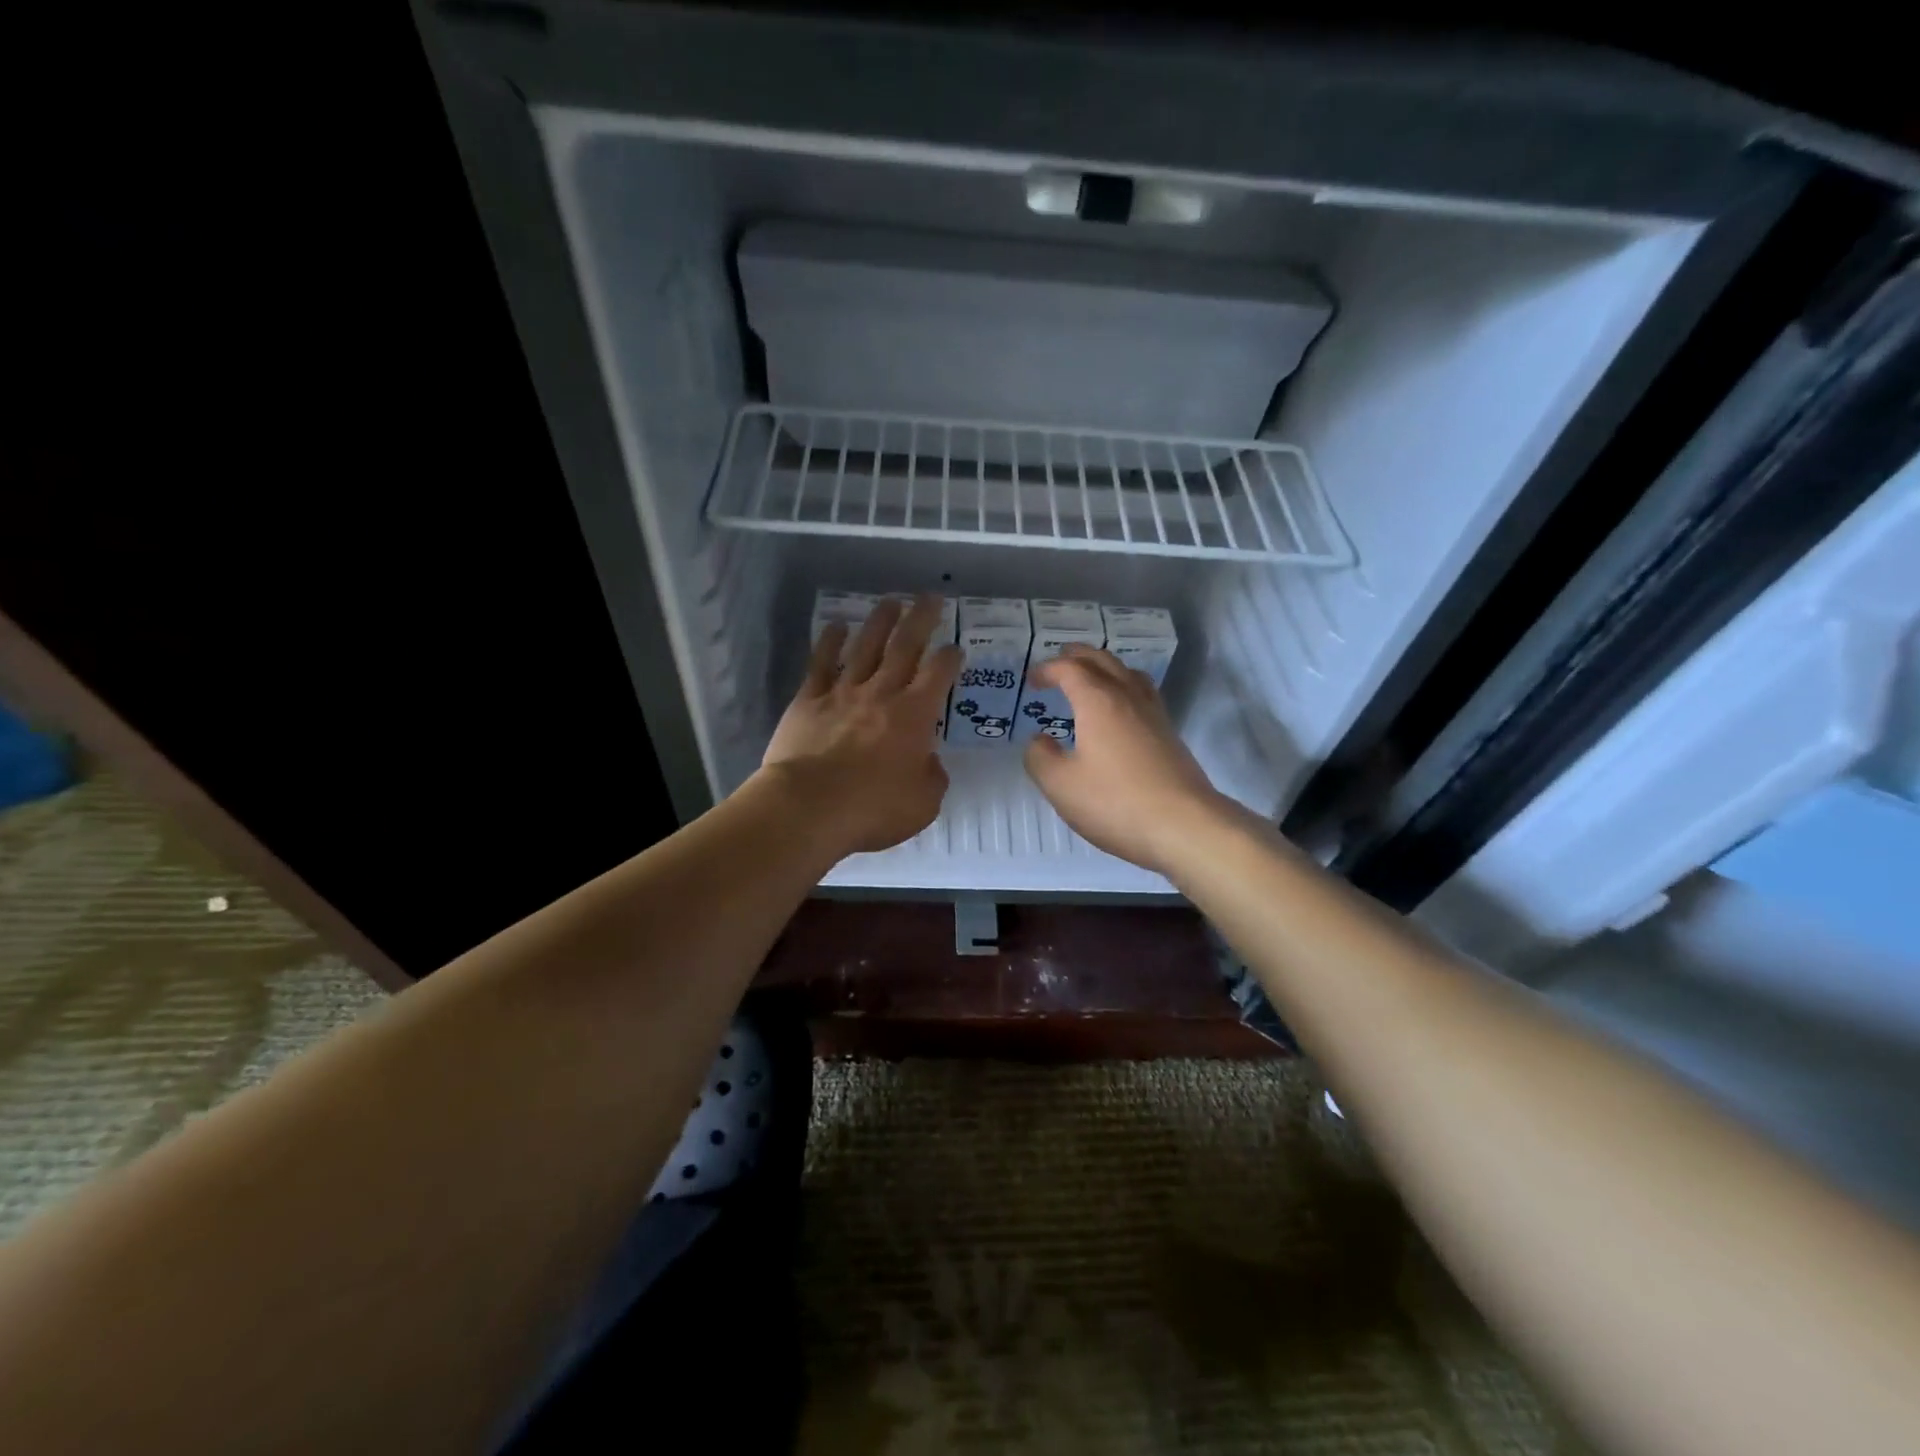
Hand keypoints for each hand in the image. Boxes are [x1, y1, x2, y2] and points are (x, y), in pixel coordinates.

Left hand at [758, 595, 961, 858]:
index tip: (955, 648)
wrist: (809, 807)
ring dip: (880, 621)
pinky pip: (821, 663)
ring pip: (865, 646)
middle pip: (905, 646)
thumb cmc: (873, 808)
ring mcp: (843, 692)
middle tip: (930, 597)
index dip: (950, 658)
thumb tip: (929, 761)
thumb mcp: (923, 803)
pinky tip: (836, 626)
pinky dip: (830, 642)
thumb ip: (932, 777)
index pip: (939, 675)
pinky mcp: (809, 700)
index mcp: (915, 715)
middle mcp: (882, 693)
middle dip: (921, 619)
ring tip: (890, 601)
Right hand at [1022, 645, 1226, 875]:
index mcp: (1098, 701)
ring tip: (1091, 678)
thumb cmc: (1115, 802)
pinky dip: (1124, 687)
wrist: (1184, 825)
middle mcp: (1128, 697)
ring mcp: (1154, 714)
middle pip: (1103, 661)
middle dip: (1077, 657)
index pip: (1070, 669)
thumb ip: (1040, 757)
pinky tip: (1120, 711)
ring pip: (1128, 673)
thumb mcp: (1061, 785)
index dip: (1048, 669)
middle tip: (1059, 662)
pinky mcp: (1169, 734)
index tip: (1032, 680)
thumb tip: (1039, 740)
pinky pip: (1143, 694)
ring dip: (1105, 667)